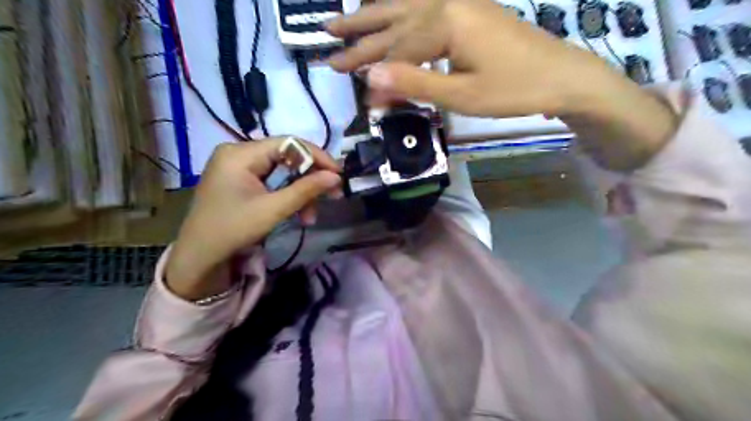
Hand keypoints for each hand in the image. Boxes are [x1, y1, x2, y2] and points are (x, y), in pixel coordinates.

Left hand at [166, 141, 340, 300]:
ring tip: (311, 217)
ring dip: (301, 192)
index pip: (289, 143)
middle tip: (333, 194)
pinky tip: (298, 213)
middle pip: (287, 157)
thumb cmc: (233, 229)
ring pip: (282, 171)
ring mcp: (238, 166)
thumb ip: (306, 190)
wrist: (199, 256)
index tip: (338, 174)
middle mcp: (238, 152)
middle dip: (310, 178)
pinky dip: (287, 195)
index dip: (317, 156)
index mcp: (240, 153)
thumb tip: (336, 177)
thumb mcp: (273, 210)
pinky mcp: (240, 180)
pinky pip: (273, 181)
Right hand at [326, 0, 677, 170]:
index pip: (397, 49)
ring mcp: (459, 2)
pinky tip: (391, 10)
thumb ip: (415, 83)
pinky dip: (399, 9)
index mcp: (445, 20)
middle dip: (359, 34)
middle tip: (326, 39)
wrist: (561, 75)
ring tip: (342, 19)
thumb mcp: (462, 96)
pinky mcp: (467, 10)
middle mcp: (447, 1)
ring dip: (372, 14)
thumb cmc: (513, 90)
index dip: (375, 73)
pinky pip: (422, 5)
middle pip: (392, 20)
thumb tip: (372, 77)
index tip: (358, 95)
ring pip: (404, 7)